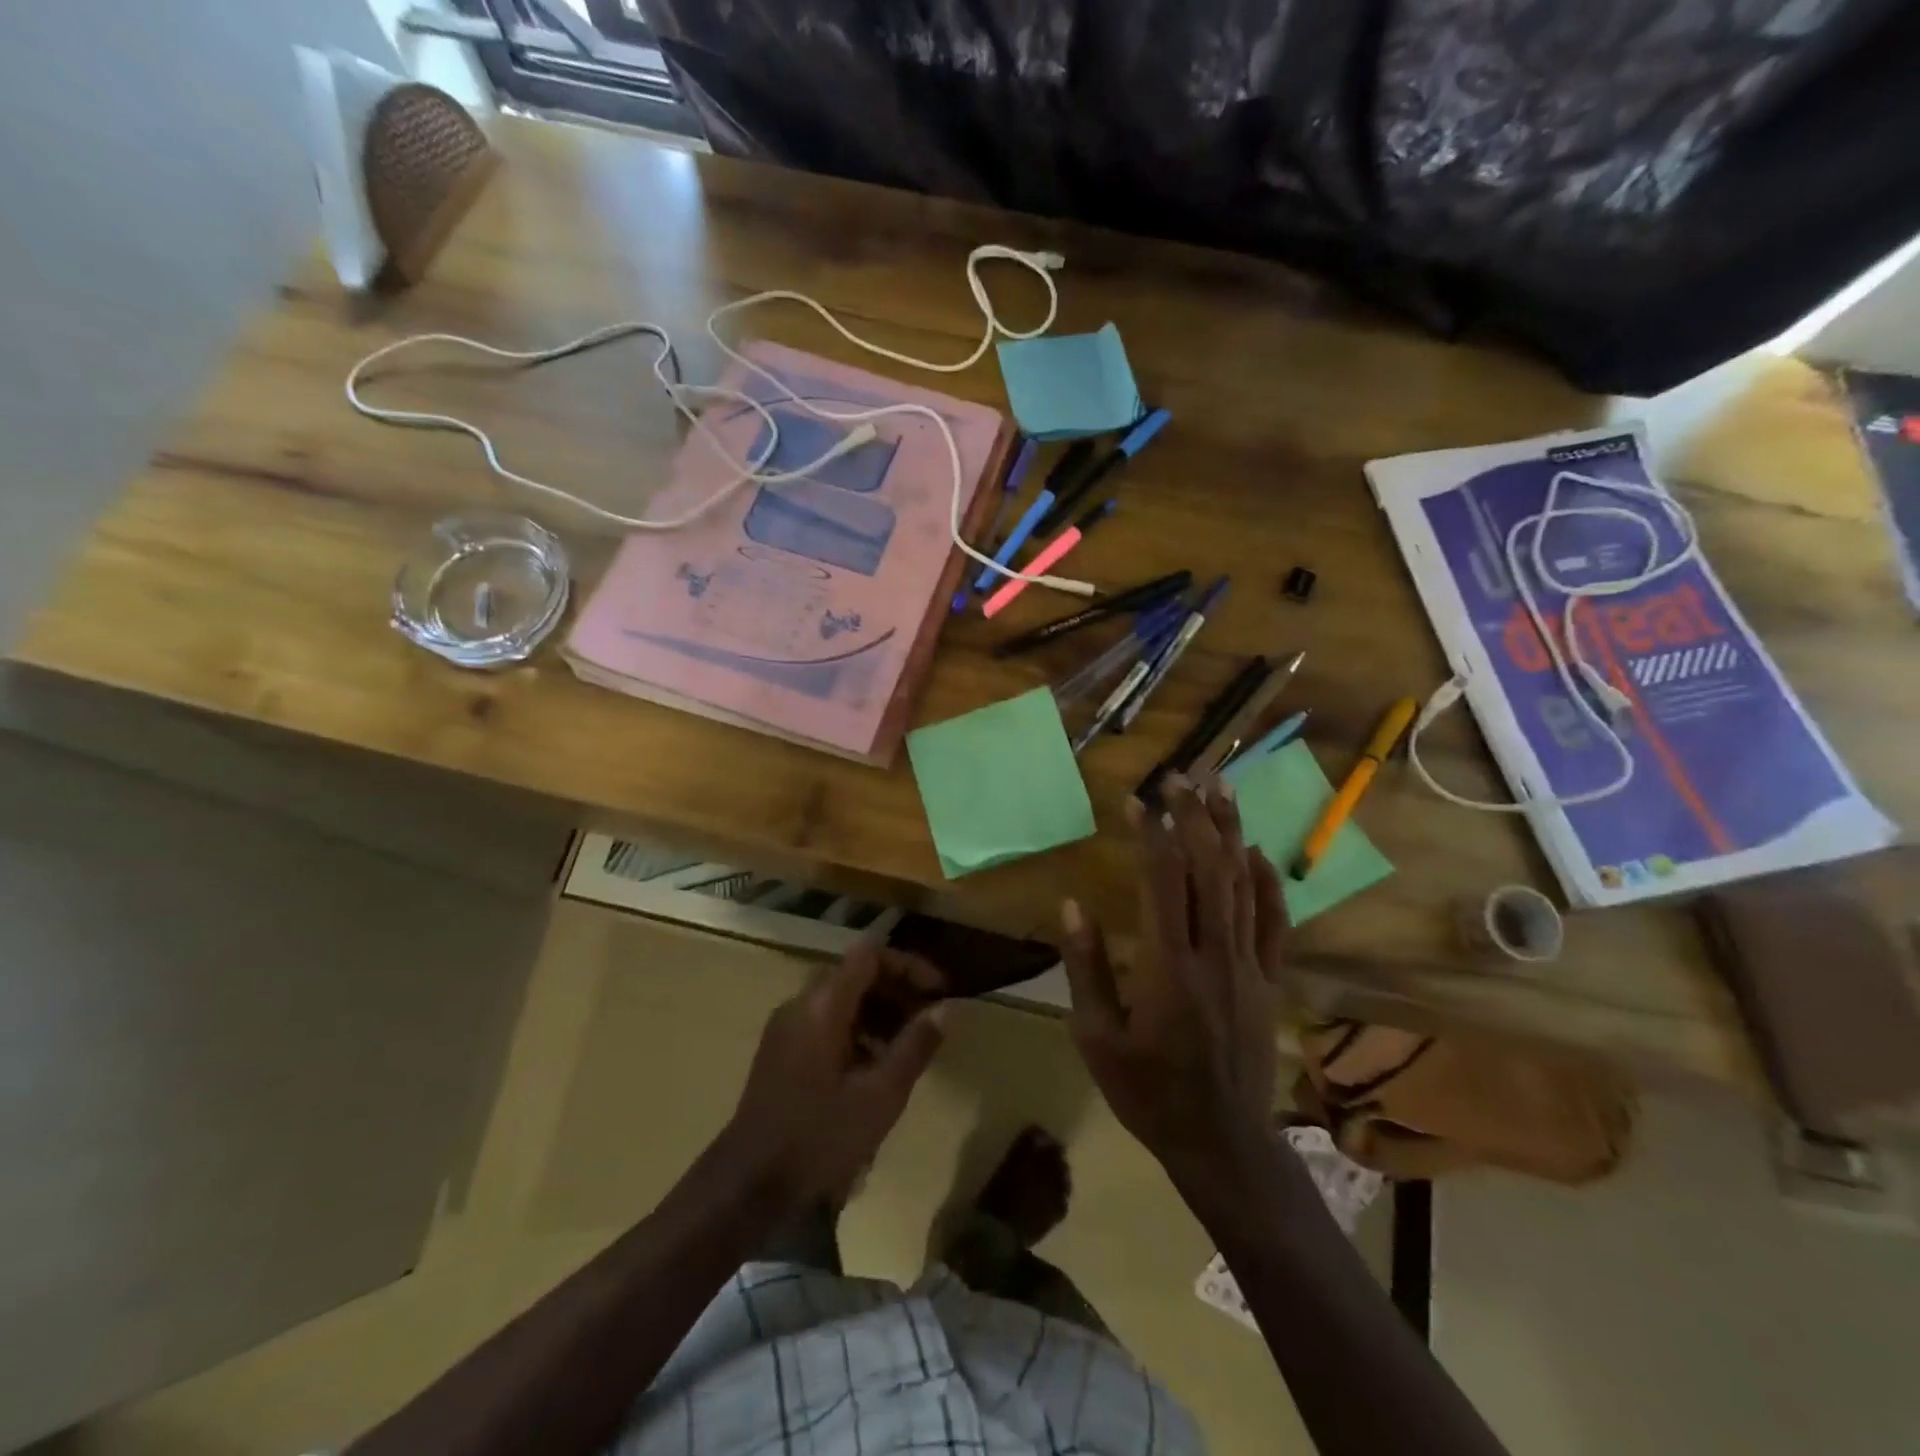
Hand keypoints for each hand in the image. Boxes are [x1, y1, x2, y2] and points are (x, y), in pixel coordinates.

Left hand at [723, 942, 945, 1211]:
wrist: (747, 1189)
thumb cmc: (818, 1139)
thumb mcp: (880, 1096)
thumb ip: (914, 1047)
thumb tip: (944, 1009)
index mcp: (821, 1006)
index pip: (870, 955)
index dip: (909, 965)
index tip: (940, 991)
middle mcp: (800, 1005)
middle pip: (856, 974)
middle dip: (897, 990)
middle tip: (929, 1019)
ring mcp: (786, 1029)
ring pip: (841, 1000)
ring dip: (879, 1012)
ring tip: (909, 1047)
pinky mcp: (781, 1053)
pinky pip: (826, 1023)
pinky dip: (857, 1031)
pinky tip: (876, 1069)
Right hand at [1060, 774, 1288, 1179]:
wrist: (1222, 1143)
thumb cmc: (1149, 1092)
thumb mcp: (1096, 1038)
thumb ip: (1085, 969)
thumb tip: (1073, 906)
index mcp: (1167, 967)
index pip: (1162, 882)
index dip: (1150, 834)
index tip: (1137, 799)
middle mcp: (1213, 955)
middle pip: (1209, 870)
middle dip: (1194, 817)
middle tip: (1181, 777)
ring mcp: (1248, 966)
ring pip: (1244, 885)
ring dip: (1232, 832)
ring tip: (1222, 789)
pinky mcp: (1269, 981)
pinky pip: (1273, 921)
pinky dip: (1267, 881)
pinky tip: (1257, 851)